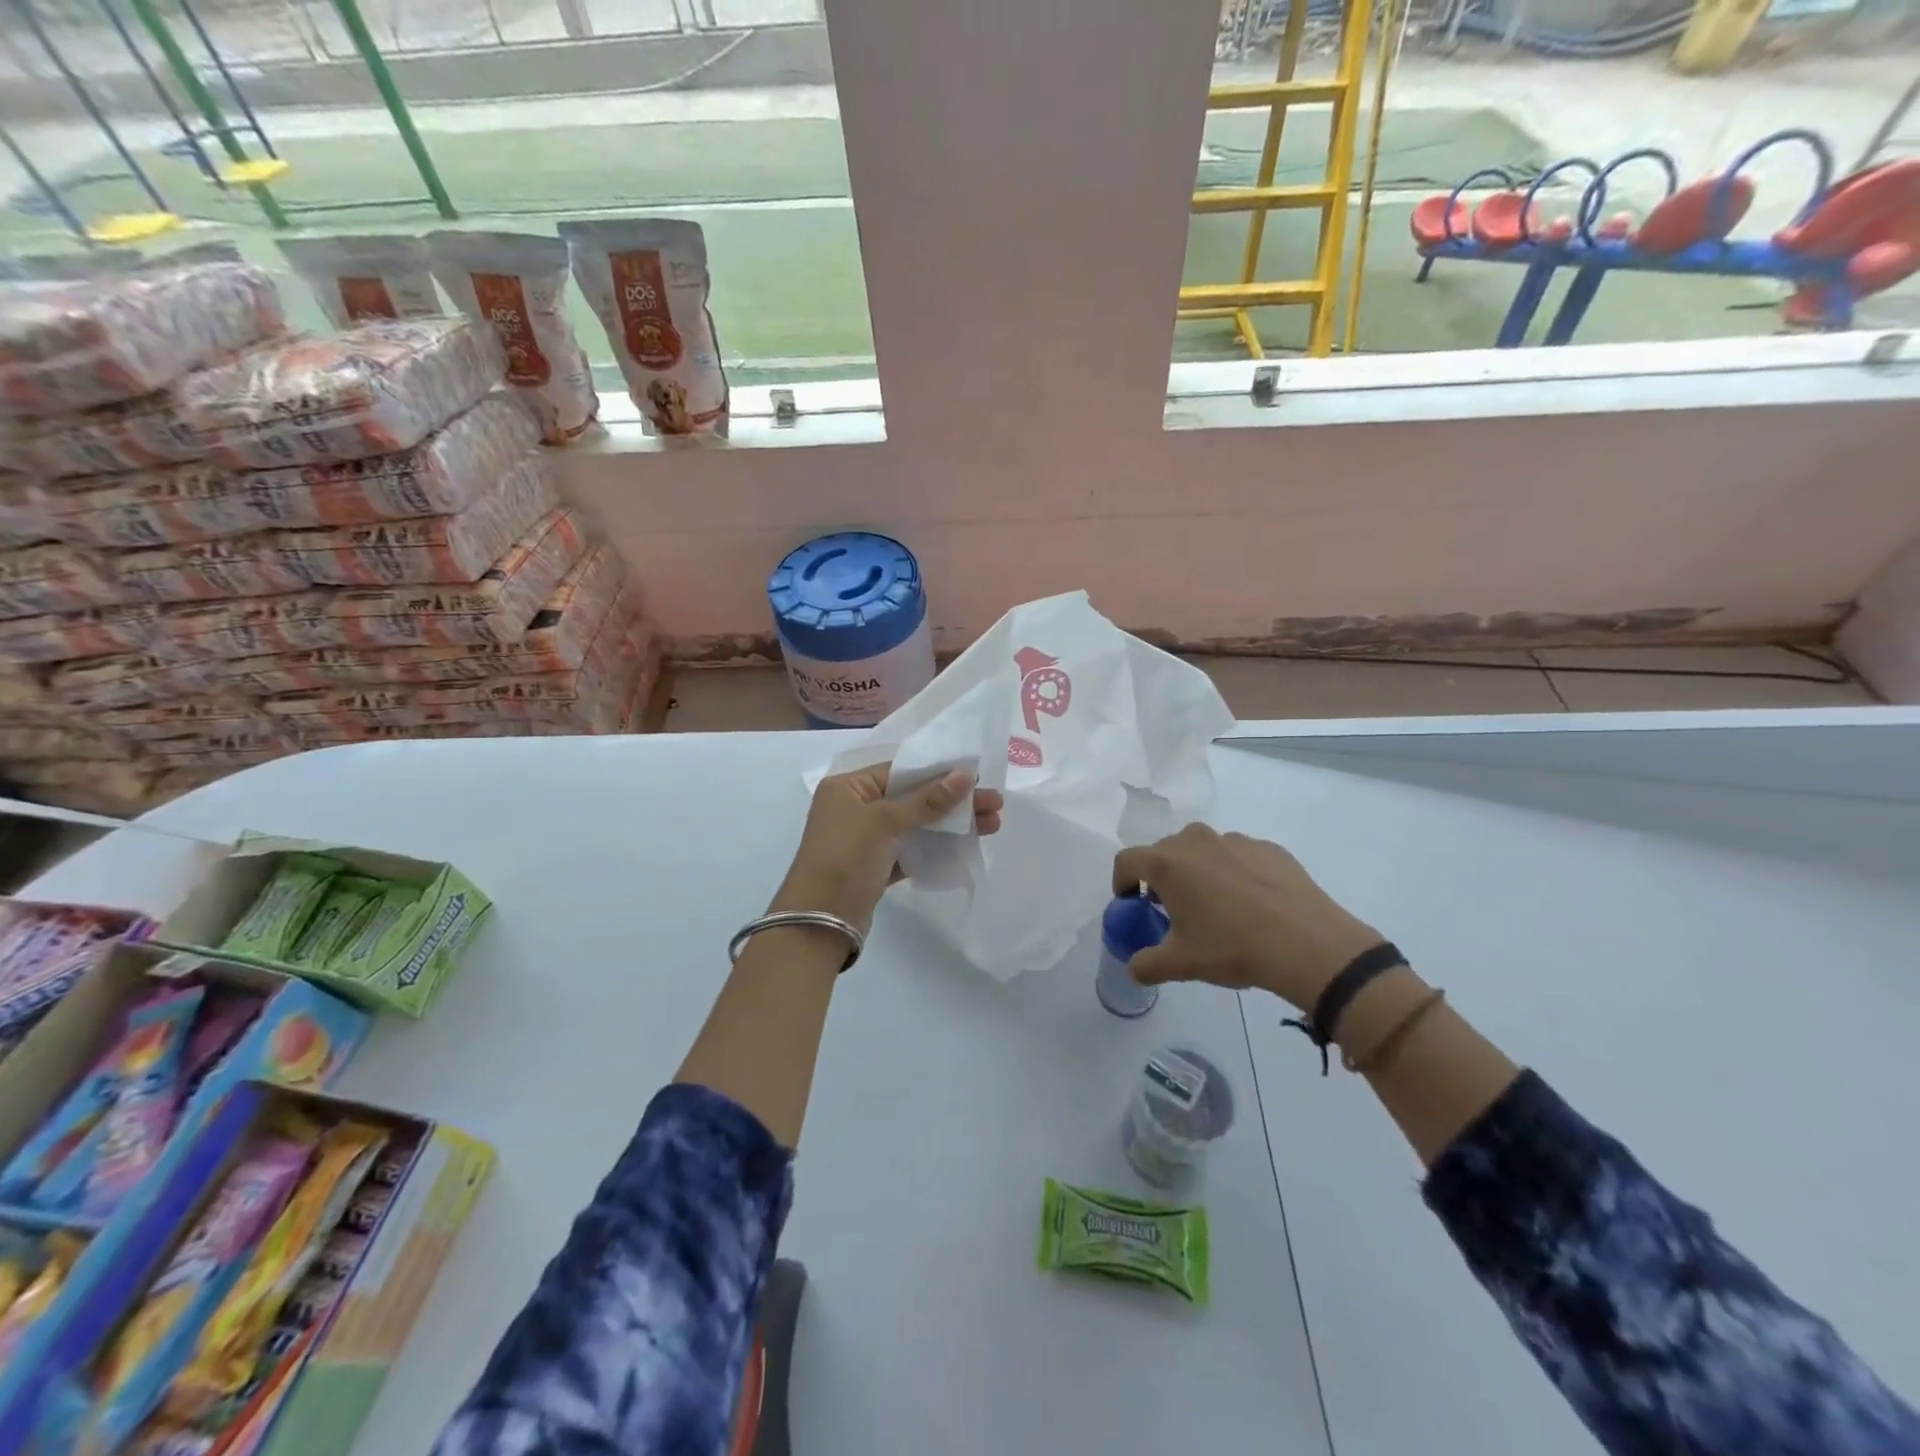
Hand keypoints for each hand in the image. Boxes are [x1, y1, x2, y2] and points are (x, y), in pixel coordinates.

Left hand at [775, 764, 1004, 932]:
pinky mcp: (876, 866)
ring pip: (916, 824)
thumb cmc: (845, 858)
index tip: (978, 775)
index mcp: (848, 787)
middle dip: (954, 801)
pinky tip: (967, 845)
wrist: (818, 922)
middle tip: (996, 803)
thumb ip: (927, 799)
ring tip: (993, 824)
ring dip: (951, 824)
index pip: (901, 770)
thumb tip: (966, 774)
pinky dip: (936, 847)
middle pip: (913, 796)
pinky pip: (912, 849)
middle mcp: (855, 808)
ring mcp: (866, 839)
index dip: (940, 772)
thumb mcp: (885, 822)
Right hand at [1112, 825, 1381, 1011]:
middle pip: (1164, 852)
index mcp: (1167, 863)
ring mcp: (1235, 840)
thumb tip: (1134, 967)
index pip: (1127, 861)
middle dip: (1161, 877)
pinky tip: (1252, 905)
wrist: (1308, 944)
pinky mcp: (1269, 848)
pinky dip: (1234, 873)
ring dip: (1198, 872)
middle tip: (1173, 910)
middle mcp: (1196, 841)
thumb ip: (1147, 964)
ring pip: (1203, 850)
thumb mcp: (1181, 964)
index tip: (1132, 904)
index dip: (1122, 882)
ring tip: (1216, 906)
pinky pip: (1238, 856)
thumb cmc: (1233, 948)